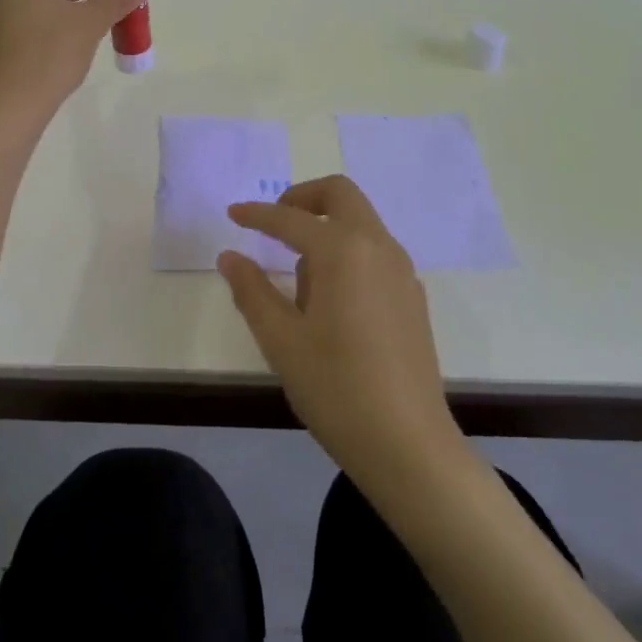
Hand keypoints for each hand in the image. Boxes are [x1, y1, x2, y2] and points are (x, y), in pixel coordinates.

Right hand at [220, 176, 463, 488]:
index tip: (232, 214)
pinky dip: (347, 251)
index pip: (291, 218)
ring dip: (326, 227)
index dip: (257, 214)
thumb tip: (230, 256)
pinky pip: (374, 251)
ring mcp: (401, 271)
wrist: (410, 447)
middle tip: (274, 224)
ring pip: (360, 222)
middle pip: (340, 194)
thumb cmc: (336, 388)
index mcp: (342, 250)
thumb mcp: (281, 340)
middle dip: (302, 198)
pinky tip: (331, 301)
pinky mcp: (412, 296)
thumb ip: (252, 290)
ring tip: (299, 283)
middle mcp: (377, 247)